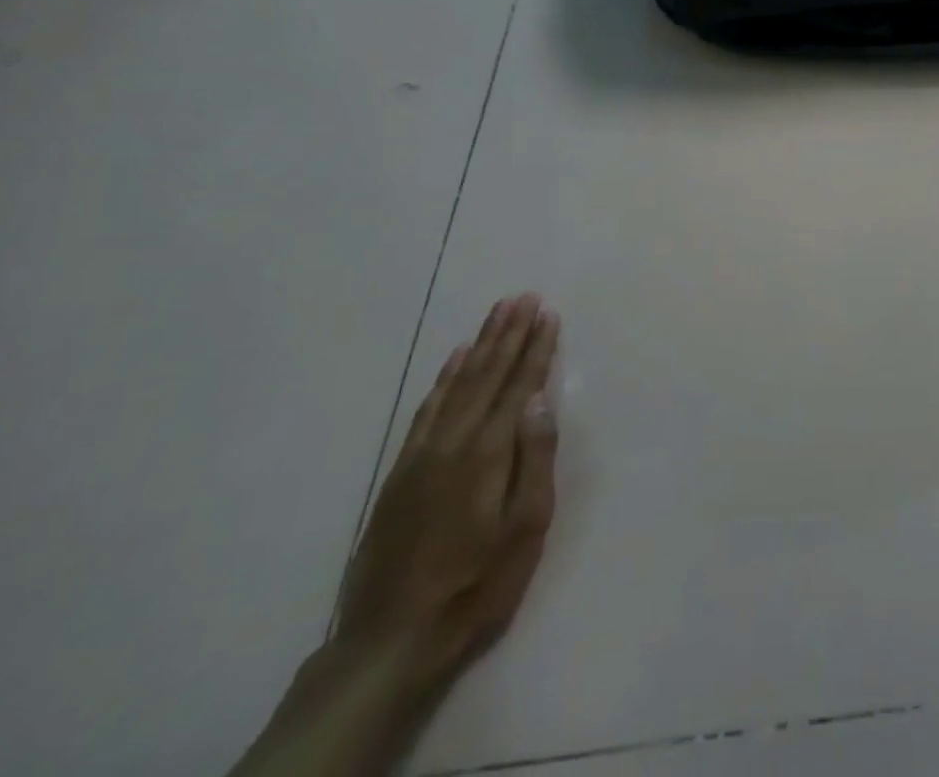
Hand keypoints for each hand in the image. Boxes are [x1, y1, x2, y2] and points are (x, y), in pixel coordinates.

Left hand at [335, 293, 560, 684]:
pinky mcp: (401, 472)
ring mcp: (421, 455)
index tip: (548, 313)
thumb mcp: (525, 528)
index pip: (518, 385)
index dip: (536, 348)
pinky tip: (454, 361)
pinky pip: (426, 410)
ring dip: (480, 345)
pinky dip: (443, 379)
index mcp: (487, 452)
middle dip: (509, 333)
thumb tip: (539, 401)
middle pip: (486, 375)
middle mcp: (453, 442)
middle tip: (523, 296)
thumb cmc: (477, 583)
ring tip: (496, 314)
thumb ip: (534, 459)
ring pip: (456, 384)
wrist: (390, 641)